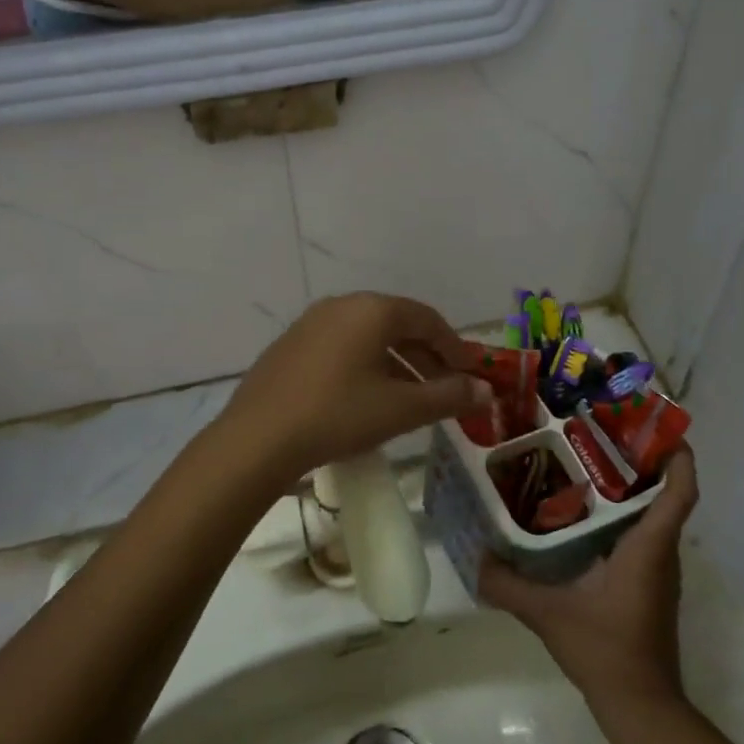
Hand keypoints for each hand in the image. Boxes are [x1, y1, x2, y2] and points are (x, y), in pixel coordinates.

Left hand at [218, 294, 489, 482]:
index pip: (427, 319)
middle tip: (444, 390)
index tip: (469, 375)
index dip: (454, 347)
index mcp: (372, 310)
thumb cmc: (338, 415)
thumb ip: (448, 397)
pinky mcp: (290, 345)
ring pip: (368, 337)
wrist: (257, 438)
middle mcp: (342, 305)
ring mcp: (311, 323)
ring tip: (410, 398)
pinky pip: (341, 347)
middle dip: (426, 357)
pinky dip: (365, 366)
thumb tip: (486, 391)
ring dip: (396, 363)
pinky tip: (366, 398)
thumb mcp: (400, 409)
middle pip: (397, 325)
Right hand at [480, 449, 700, 716]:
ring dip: (631, 489)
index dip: (678, 457)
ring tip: (586, 465)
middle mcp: (660, 553)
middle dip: (641, 461)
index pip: (680, 492)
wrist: (642, 708)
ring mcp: (657, 571)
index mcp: (648, 547)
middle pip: (664, 494)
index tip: (657, 427)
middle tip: (600, 434)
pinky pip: (642, 536)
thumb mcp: (549, 615)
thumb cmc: (606, 650)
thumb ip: (509, 586)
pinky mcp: (648, 587)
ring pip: (653, 516)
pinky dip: (622, 517)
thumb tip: (476, 559)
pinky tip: (583, 517)